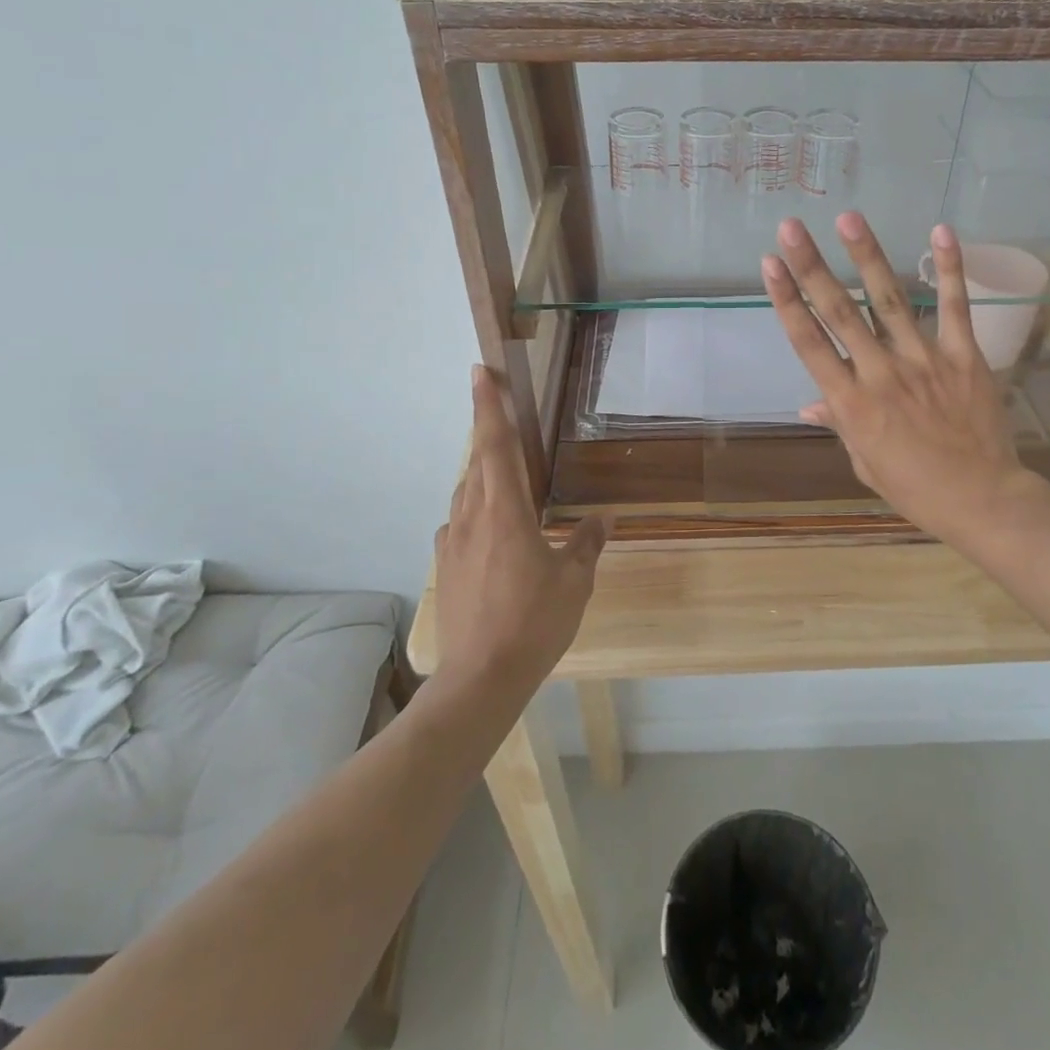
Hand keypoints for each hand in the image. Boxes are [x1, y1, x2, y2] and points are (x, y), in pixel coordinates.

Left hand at [432, 366, 609, 698]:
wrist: (481, 677)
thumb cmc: (534, 622)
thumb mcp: (574, 581)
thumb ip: (588, 543)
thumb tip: (605, 518)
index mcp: (504, 511)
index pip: (494, 445)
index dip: (487, 406)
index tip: (479, 372)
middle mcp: (471, 517)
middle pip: (477, 461)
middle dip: (486, 429)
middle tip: (500, 410)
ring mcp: (452, 542)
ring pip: (465, 492)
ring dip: (482, 473)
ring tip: (504, 473)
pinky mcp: (444, 565)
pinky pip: (458, 522)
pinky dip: (474, 510)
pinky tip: (489, 528)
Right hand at [762, 214, 1047, 551]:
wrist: (981, 500)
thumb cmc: (915, 487)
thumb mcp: (864, 462)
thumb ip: (840, 423)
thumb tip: (809, 403)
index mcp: (851, 403)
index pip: (810, 342)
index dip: (788, 300)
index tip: (770, 264)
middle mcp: (880, 373)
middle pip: (840, 312)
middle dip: (812, 267)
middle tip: (791, 227)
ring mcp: (923, 361)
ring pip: (889, 300)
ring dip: (867, 256)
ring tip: (849, 218)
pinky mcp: (963, 356)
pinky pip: (954, 308)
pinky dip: (949, 269)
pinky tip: (940, 232)